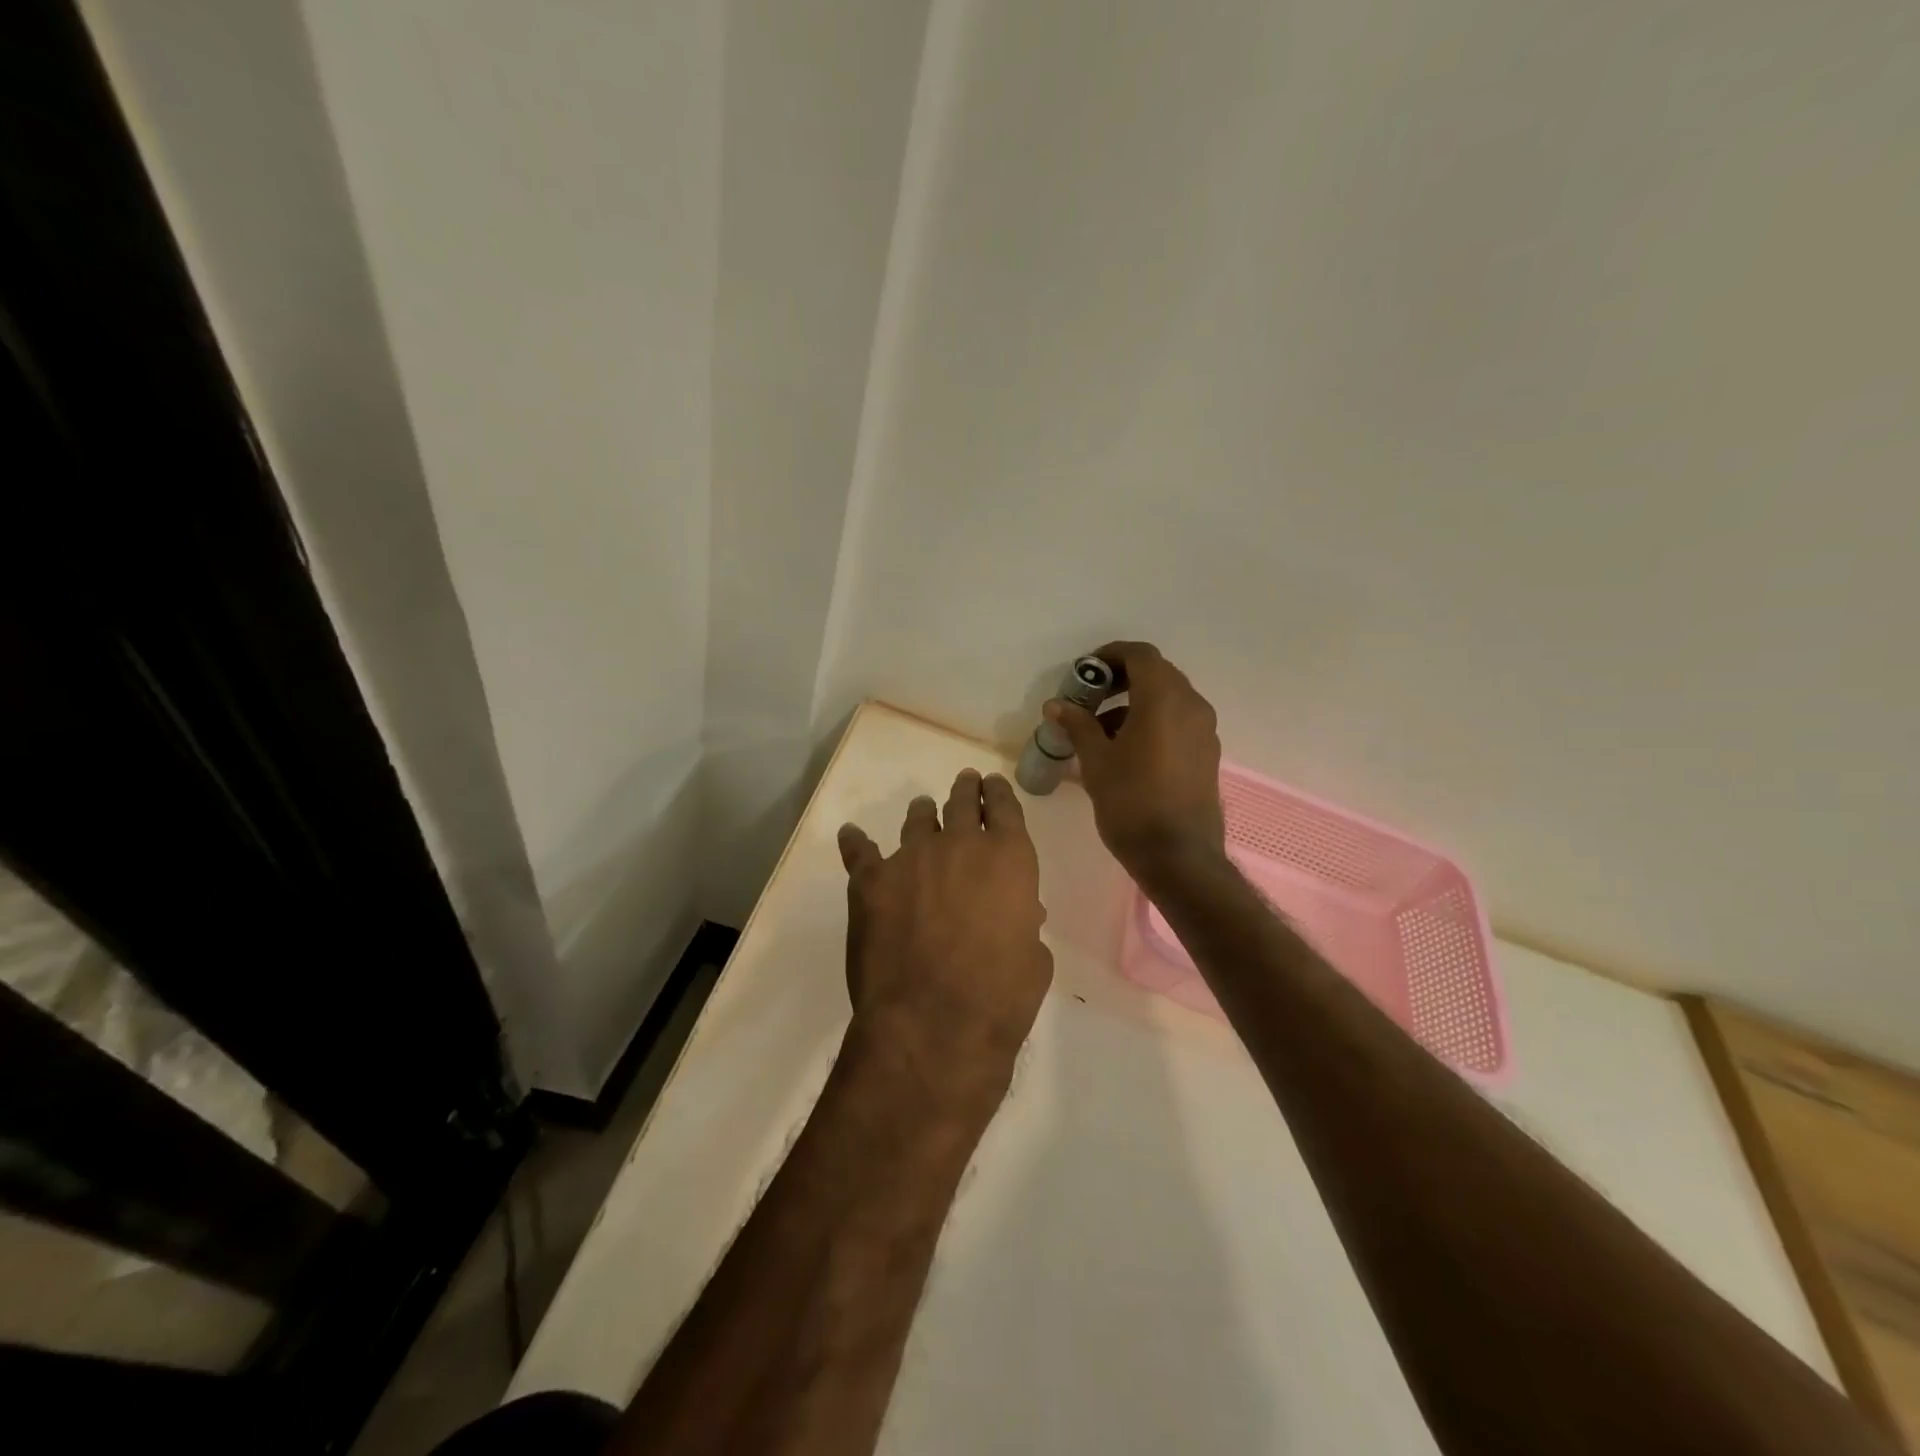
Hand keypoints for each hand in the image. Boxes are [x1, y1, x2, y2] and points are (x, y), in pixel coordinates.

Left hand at [837, 770, 1052, 1114]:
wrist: (933, 1024)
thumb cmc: (1000, 997)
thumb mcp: (1033, 960)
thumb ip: (1024, 924)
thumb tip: (1020, 913)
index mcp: (1008, 857)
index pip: (1004, 806)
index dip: (997, 793)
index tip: (992, 786)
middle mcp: (959, 844)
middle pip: (961, 802)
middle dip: (965, 791)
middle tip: (964, 784)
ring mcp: (911, 858)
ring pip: (917, 820)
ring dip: (922, 814)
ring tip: (921, 810)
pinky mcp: (870, 881)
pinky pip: (860, 850)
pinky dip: (857, 842)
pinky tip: (852, 835)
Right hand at [1046, 640, 1226, 885]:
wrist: (1178, 856)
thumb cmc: (1132, 802)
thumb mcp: (1096, 761)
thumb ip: (1078, 725)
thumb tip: (1057, 705)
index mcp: (1164, 699)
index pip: (1139, 655)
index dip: (1109, 656)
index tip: (1084, 673)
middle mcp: (1191, 705)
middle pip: (1156, 674)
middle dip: (1120, 680)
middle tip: (1089, 700)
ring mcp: (1204, 730)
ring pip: (1168, 699)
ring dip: (1135, 703)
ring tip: (1101, 732)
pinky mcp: (1207, 753)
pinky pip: (1178, 721)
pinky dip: (1152, 722)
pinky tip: (1127, 751)